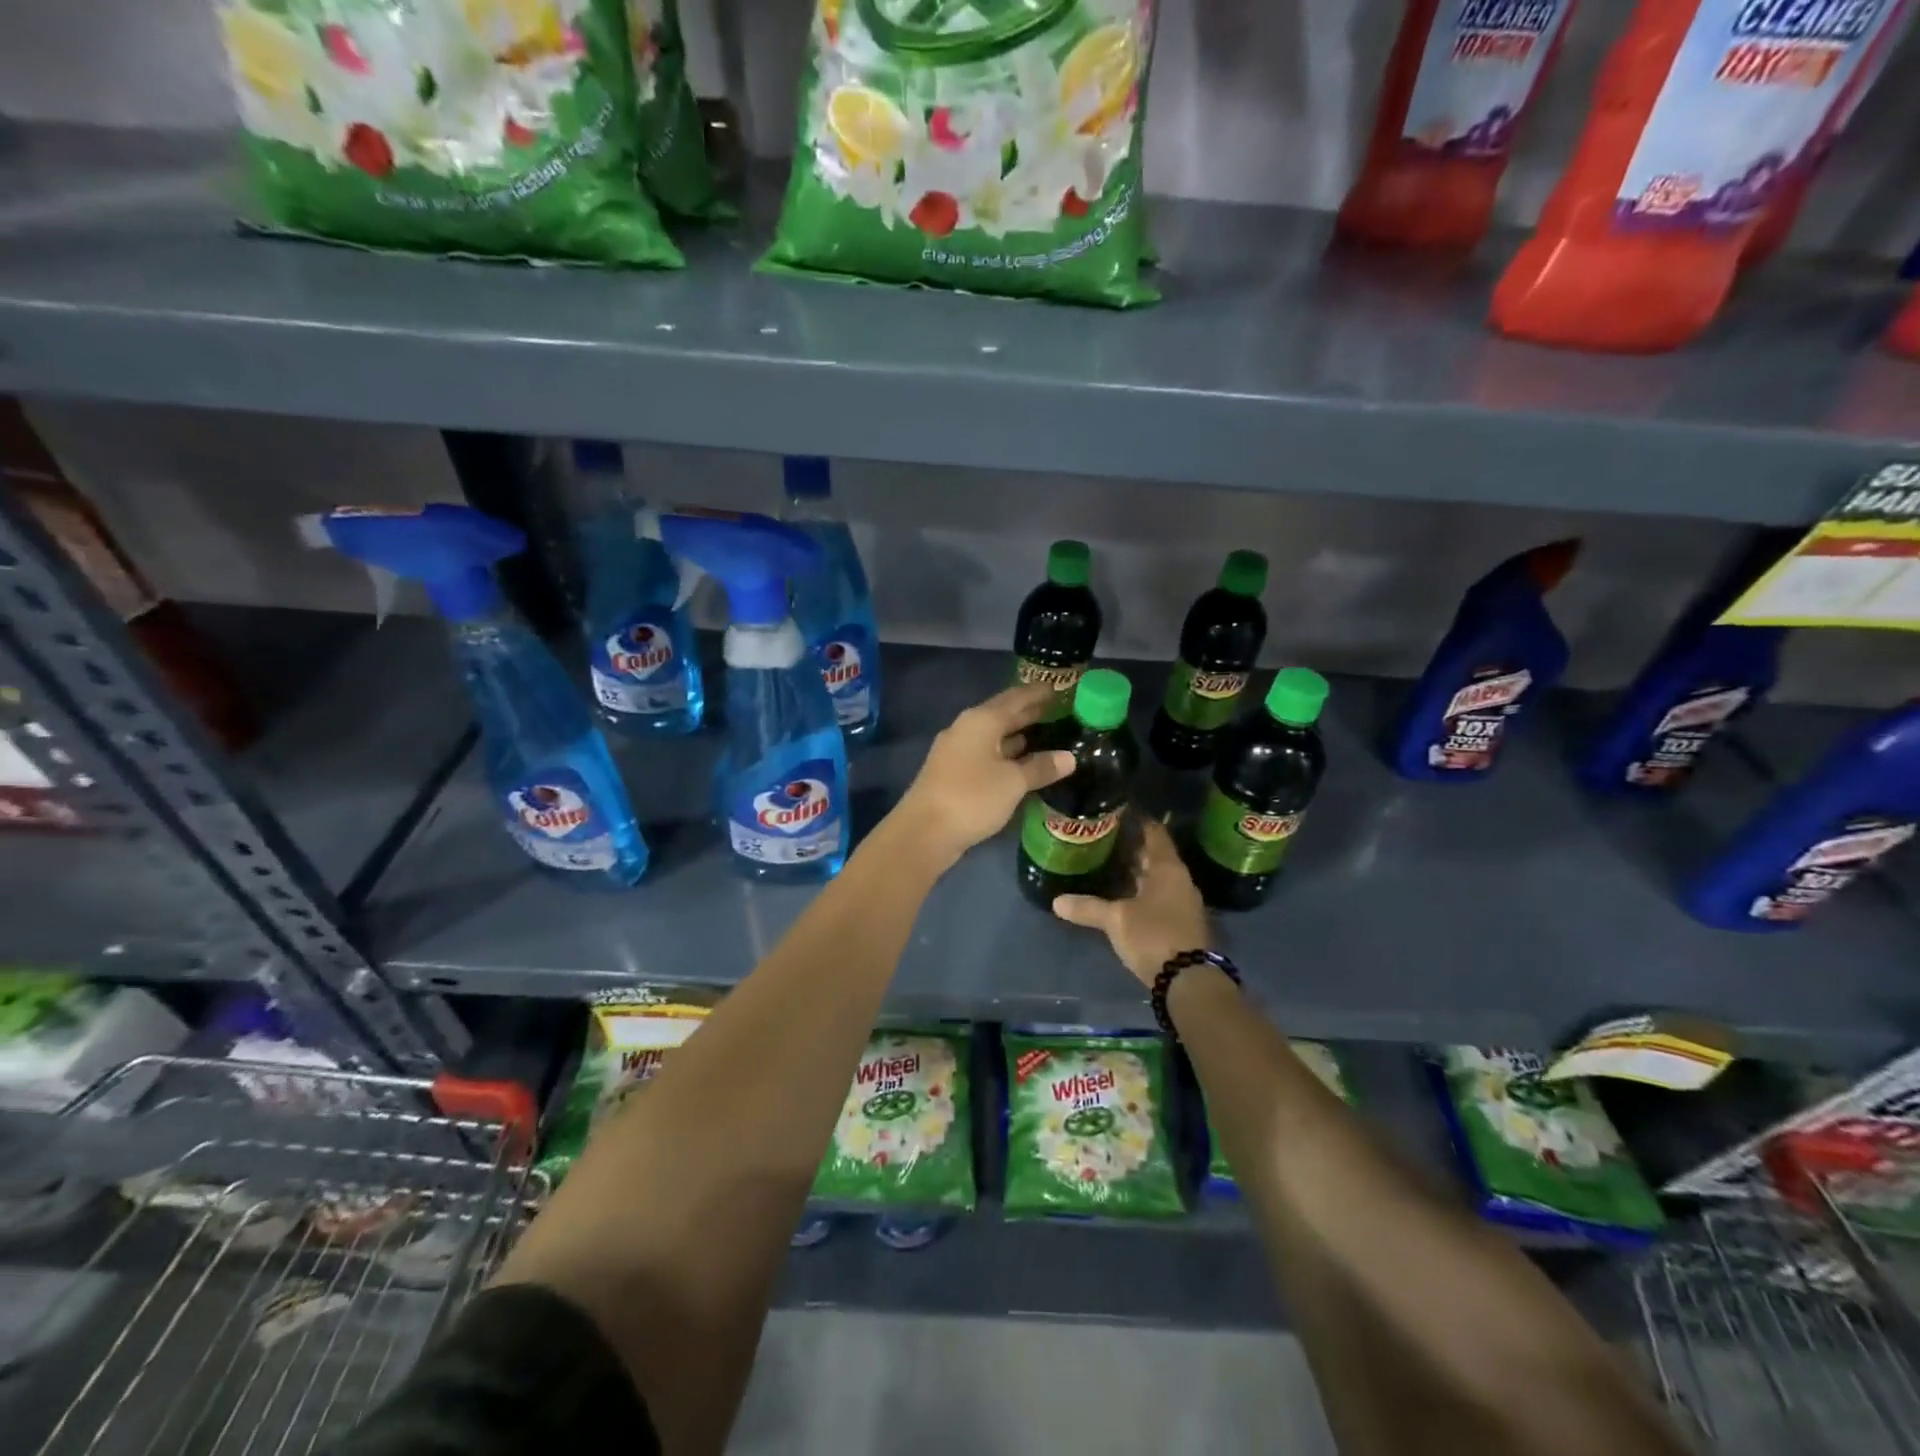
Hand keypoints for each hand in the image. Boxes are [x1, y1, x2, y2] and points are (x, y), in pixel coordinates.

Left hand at [892, 682, 1075, 867]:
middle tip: (1061, 712)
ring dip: (1019, 735)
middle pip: (1003, 715)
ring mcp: (957, 751)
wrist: (924, 832)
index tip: (1061, 688)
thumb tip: (1069, 757)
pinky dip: (1007, 755)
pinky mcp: (953, 773)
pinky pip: (987, 755)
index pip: (1016, 698)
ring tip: (1048, 736)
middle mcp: (967, 728)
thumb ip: (1041, 767)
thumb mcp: (1013, 782)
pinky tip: (1023, 764)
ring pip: (994, 737)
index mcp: (981, 720)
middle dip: (1030, 713)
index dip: (1039, 693)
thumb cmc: (972, 798)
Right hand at [1053, 818, 1210, 986]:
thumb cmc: (1154, 936)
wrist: (1189, 981)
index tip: (1118, 811)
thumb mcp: (1116, 920)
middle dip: (1132, 847)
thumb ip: (1087, 907)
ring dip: (1137, 871)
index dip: (1138, 821)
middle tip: (1104, 838)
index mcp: (1168, 868)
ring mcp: (1183, 902)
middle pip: (1156, 855)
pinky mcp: (1181, 922)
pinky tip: (1122, 895)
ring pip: (1158, 878)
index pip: (1154, 833)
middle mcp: (1180, 880)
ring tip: (1109, 864)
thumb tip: (1056, 901)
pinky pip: (1159, 896)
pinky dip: (1142, 891)